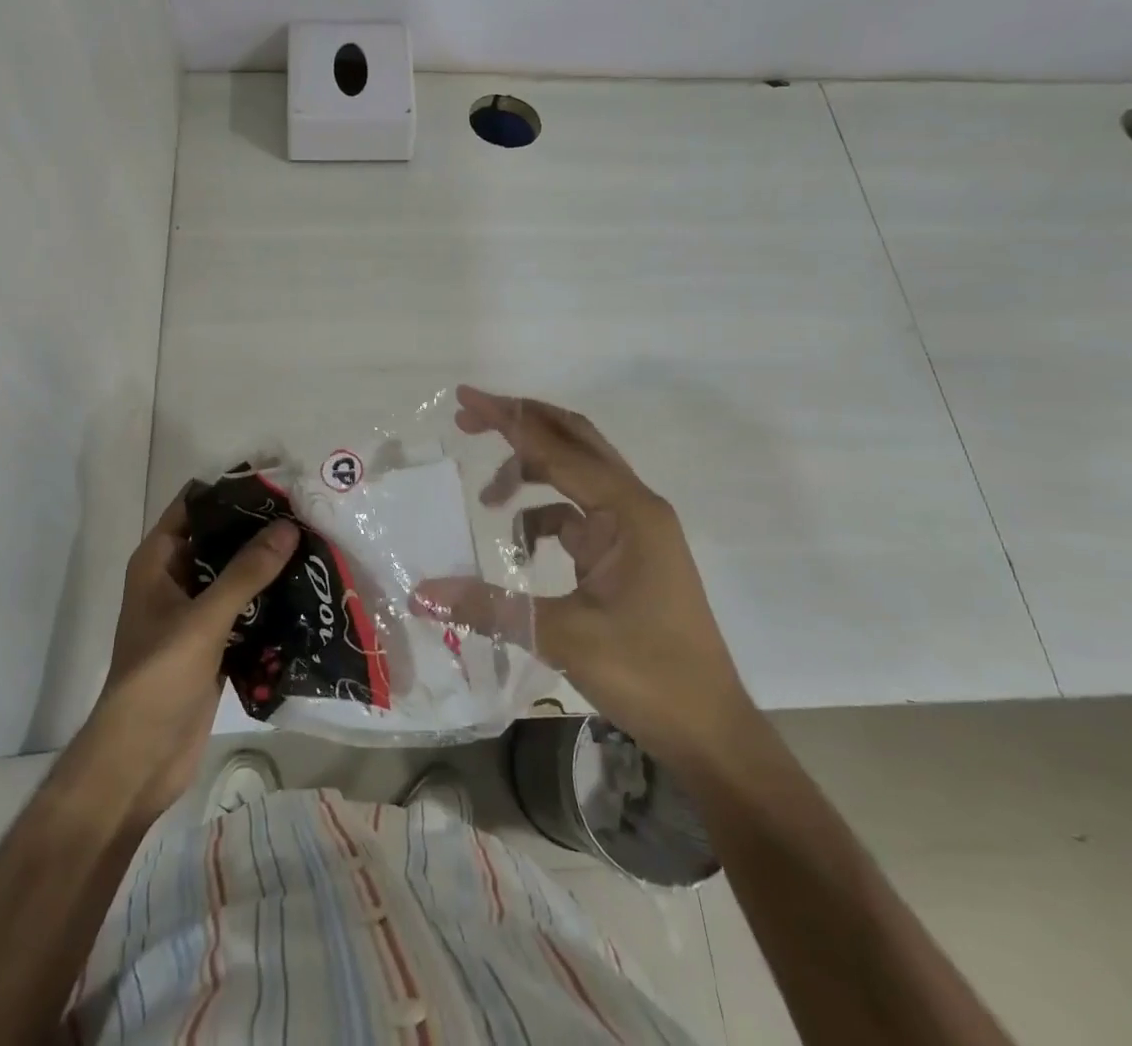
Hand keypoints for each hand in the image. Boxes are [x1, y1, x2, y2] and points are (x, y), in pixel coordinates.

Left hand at [78, 493, 297, 822]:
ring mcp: (194, 614)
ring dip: (268, 567)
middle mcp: (175, 580)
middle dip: (259, 529)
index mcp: (158, 562)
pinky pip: (245, 611)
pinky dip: (269, 602)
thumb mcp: (204, 618)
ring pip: (235, 577)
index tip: (276, 481)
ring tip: (315, 546)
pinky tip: (306, 594)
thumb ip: (246, 572)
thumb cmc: (159, 676)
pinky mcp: (213, 645)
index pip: (194, 506)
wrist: (140, 759)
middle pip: (220, 540)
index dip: (231, 490)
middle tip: (307, 513)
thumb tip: (288, 526)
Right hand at [415, 386, 751, 754]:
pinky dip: (543, 518)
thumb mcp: (563, 636)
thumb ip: (490, 606)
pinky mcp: (627, 554)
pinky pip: (577, 516)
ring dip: (529, 476)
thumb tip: (421, 592)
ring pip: (575, 476)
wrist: (711, 732)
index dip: (508, 419)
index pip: (557, 447)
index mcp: (628, 511)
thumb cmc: (648, 675)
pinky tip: (519, 547)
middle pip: (573, 441)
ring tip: (486, 500)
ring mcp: (634, 529)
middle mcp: (634, 506)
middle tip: (468, 421)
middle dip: (521, 425)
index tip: (464, 398)